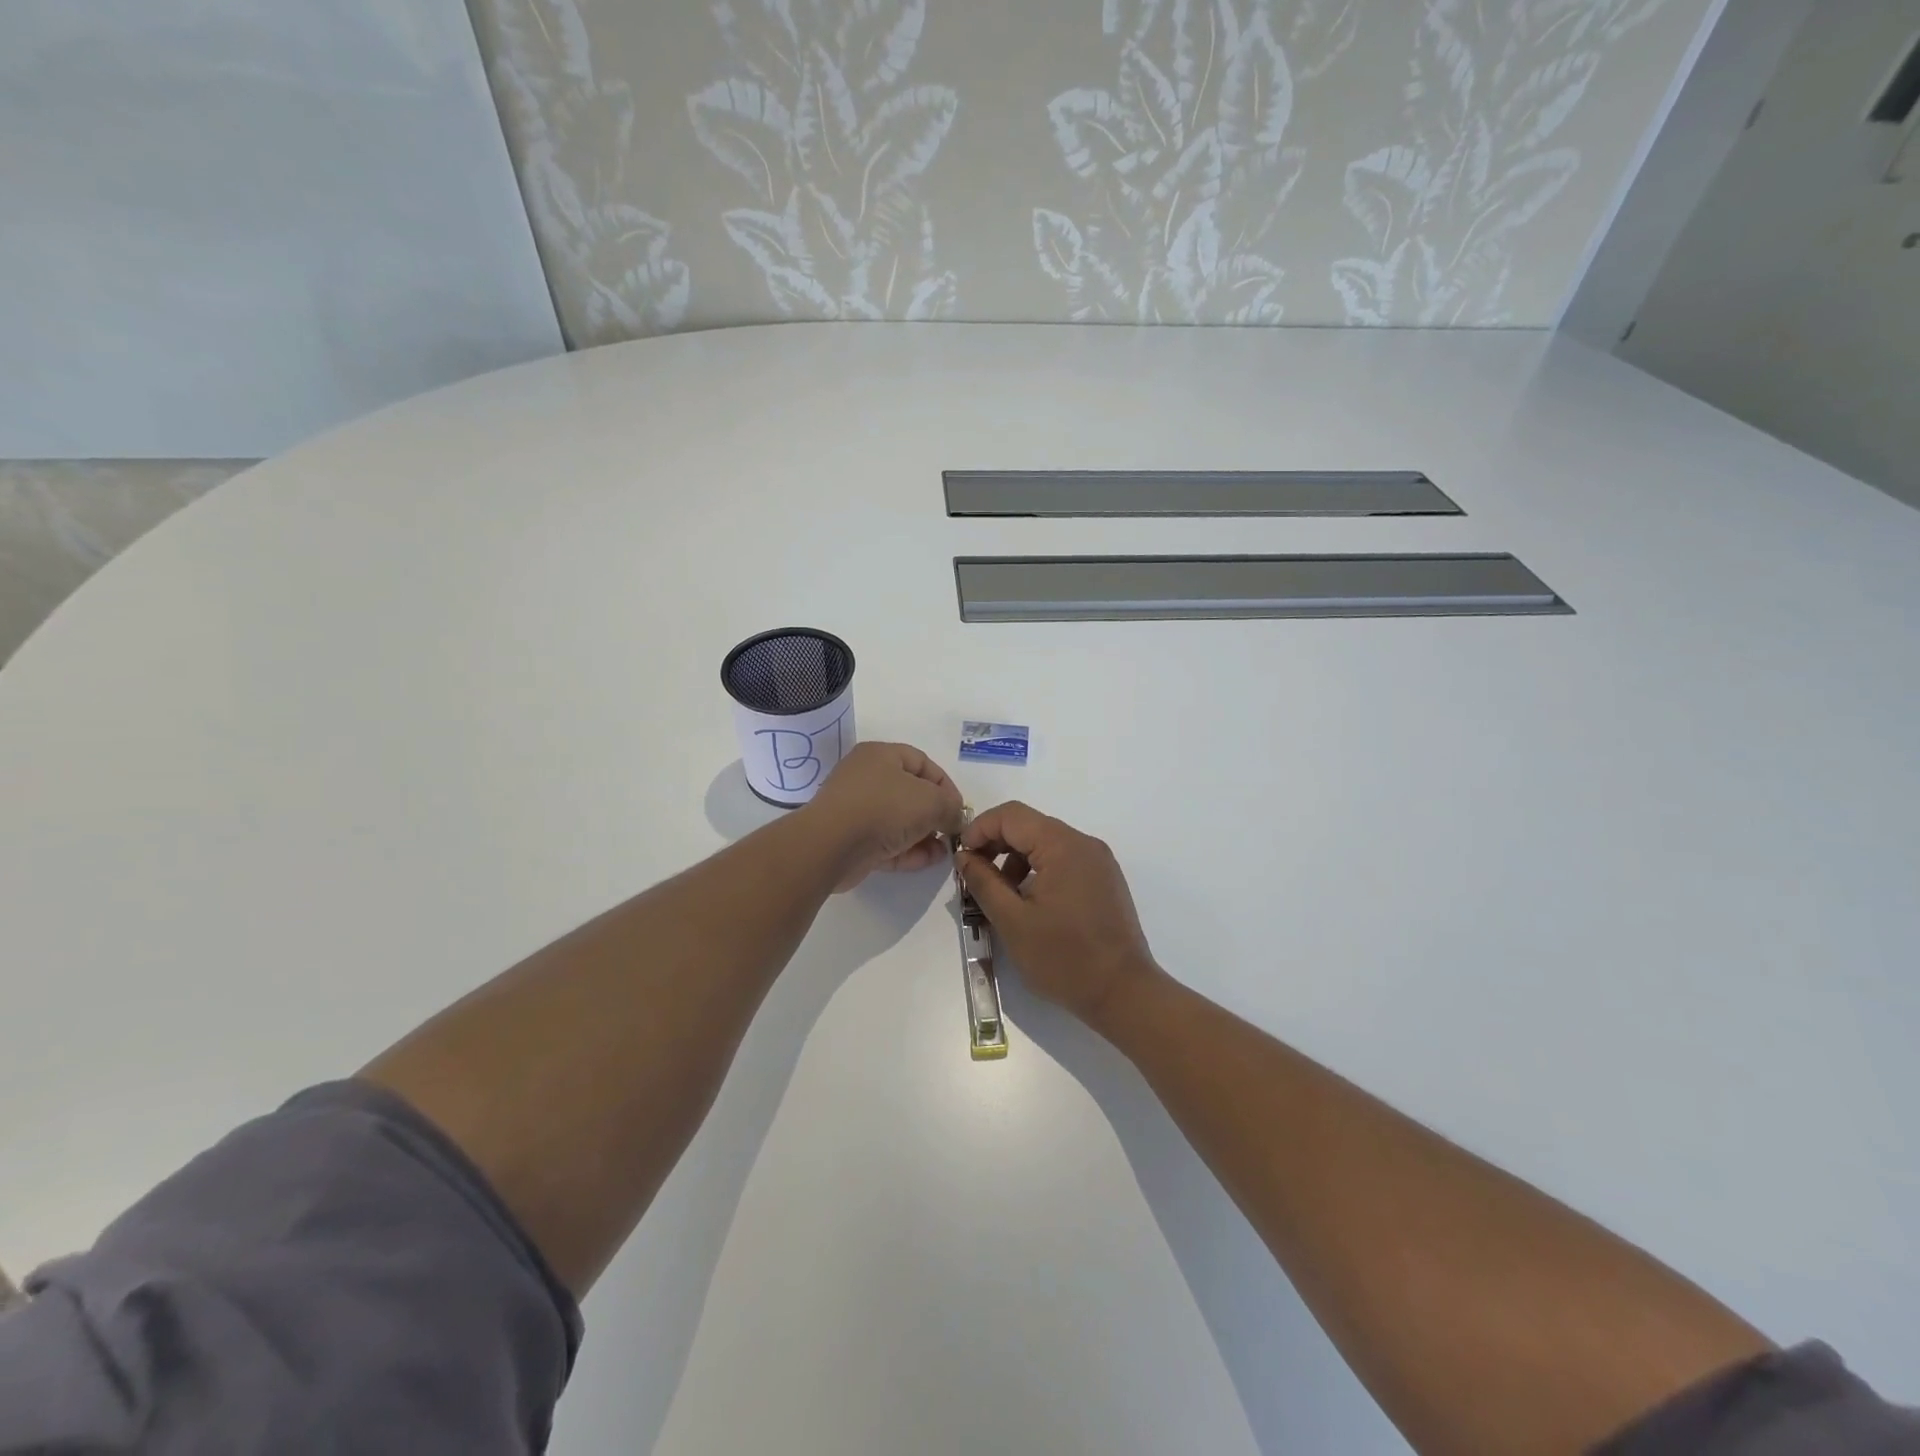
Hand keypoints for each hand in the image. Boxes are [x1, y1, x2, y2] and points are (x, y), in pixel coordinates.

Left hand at [803, 742, 964, 891]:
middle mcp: (866, 778)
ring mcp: (857, 810)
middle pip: (910, 793)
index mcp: (881, 756)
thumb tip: (956, 819)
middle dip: (935, 814)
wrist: (830, 846)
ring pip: (899, 821)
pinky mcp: (852, 840)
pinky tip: (929, 860)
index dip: (945, 785)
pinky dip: (908, 850)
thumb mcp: (930, 801)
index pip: (922, 762)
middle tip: (951, 831)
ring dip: (924, 836)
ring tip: (944, 851)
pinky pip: (887, 842)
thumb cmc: (883, 808)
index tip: (959, 809)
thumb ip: (950, 807)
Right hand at [956, 801, 1162, 1026]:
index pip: (1011, 815)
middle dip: (996, 845)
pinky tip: (1030, 904)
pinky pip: (1064, 860)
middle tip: (975, 877)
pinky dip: (1039, 871)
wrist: (1123, 993)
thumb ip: (983, 882)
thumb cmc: (1064, 958)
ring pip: (1046, 843)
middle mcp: (1084, 843)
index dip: (979, 829)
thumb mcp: (1012, 921)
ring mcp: (1099, 861)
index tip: (961, 859)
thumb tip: (964, 856)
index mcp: (1063, 845)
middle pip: (1029, 825)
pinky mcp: (1105, 880)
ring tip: (1001, 896)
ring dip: (1016, 860)